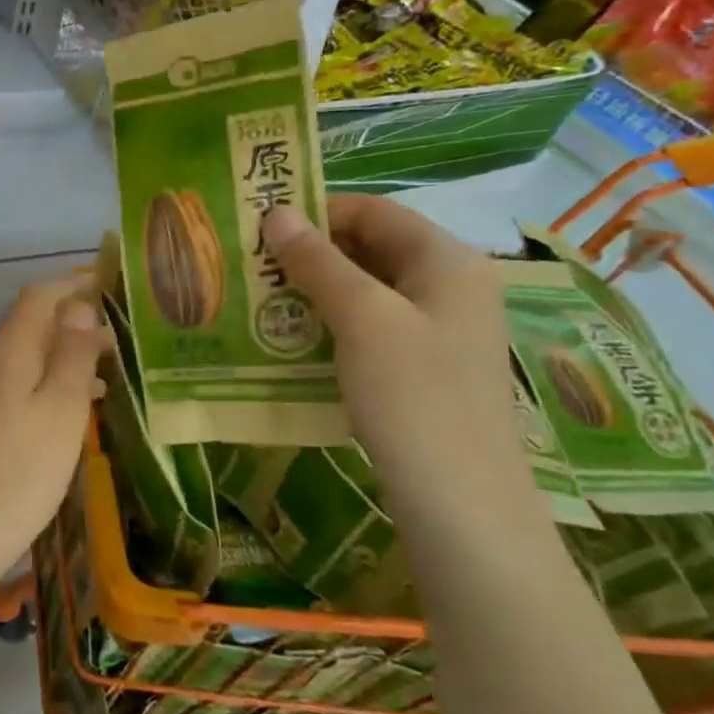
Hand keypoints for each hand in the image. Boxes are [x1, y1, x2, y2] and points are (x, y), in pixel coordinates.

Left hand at [0, 278, 109, 619]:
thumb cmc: (12, 478)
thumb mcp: (59, 414)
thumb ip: (72, 356)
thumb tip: (79, 307)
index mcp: (4, 351)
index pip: (40, 297)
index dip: (74, 287)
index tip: (109, 288)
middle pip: (27, 330)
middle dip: (71, 332)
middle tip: (118, 350)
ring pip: (15, 364)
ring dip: (55, 366)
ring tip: (100, 389)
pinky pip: (0, 392)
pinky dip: (33, 391)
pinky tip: (53, 423)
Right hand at [262, 199, 528, 501]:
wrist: (461, 503)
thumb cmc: (413, 395)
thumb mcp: (362, 318)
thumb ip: (318, 261)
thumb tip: (277, 212)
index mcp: (447, 260)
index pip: (374, 211)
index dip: (317, 211)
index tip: (260, 228)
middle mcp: (450, 285)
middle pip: (372, 247)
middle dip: (311, 253)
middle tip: (252, 266)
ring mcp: (440, 330)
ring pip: (368, 290)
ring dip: (316, 290)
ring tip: (261, 301)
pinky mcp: (426, 367)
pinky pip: (373, 327)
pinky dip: (332, 324)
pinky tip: (292, 340)